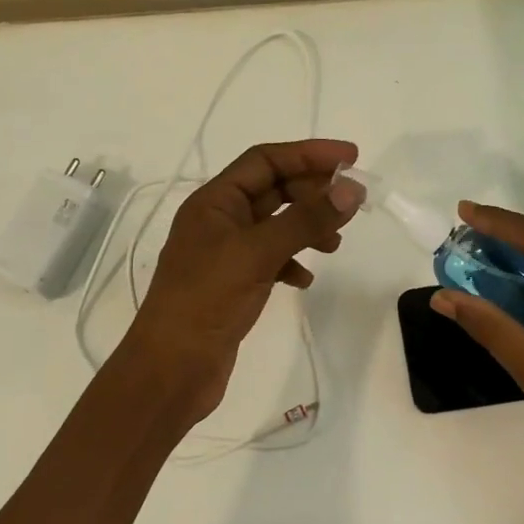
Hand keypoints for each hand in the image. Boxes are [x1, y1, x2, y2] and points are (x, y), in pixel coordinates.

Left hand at [123, 139, 360, 419]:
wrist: (172, 369)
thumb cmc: (206, 301)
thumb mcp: (257, 252)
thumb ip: (305, 219)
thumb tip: (351, 189)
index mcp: (213, 202)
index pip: (265, 160)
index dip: (309, 154)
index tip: (352, 158)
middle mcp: (218, 221)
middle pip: (273, 190)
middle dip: (312, 192)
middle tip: (352, 204)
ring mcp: (225, 254)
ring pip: (275, 226)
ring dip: (307, 227)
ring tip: (334, 244)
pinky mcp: (233, 284)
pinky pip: (270, 260)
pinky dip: (292, 262)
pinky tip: (305, 279)